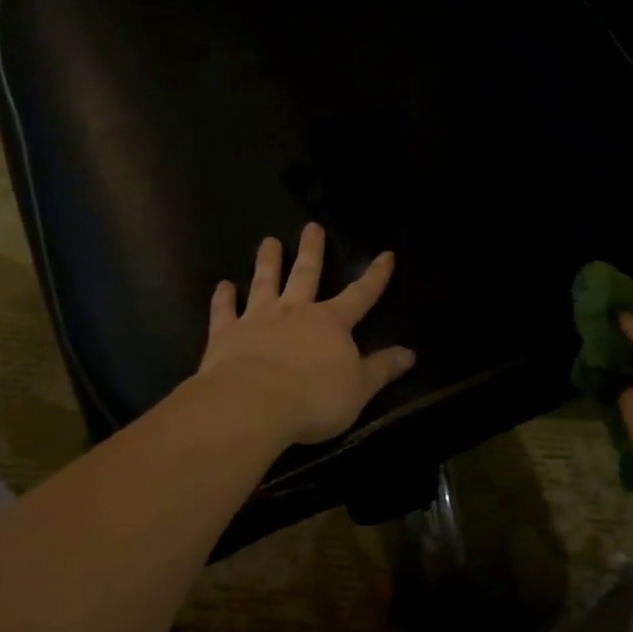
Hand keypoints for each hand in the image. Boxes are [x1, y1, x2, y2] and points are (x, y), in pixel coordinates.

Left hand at [196, 223, 416, 446]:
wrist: (253, 405)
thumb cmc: (314, 400)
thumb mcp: (359, 389)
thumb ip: (382, 369)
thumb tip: (409, 353)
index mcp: (331, 324)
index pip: (360, 294)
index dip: (375, 276)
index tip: (385, 254)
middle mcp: (295, 312)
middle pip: (306, 274)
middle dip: (312, 250)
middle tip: (311, 226)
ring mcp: (258, 319)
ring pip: (264, 282)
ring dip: (267, 261)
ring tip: (268, 241)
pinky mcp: (226, 334)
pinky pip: (225, 311)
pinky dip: (224, 298)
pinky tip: (223, 286)